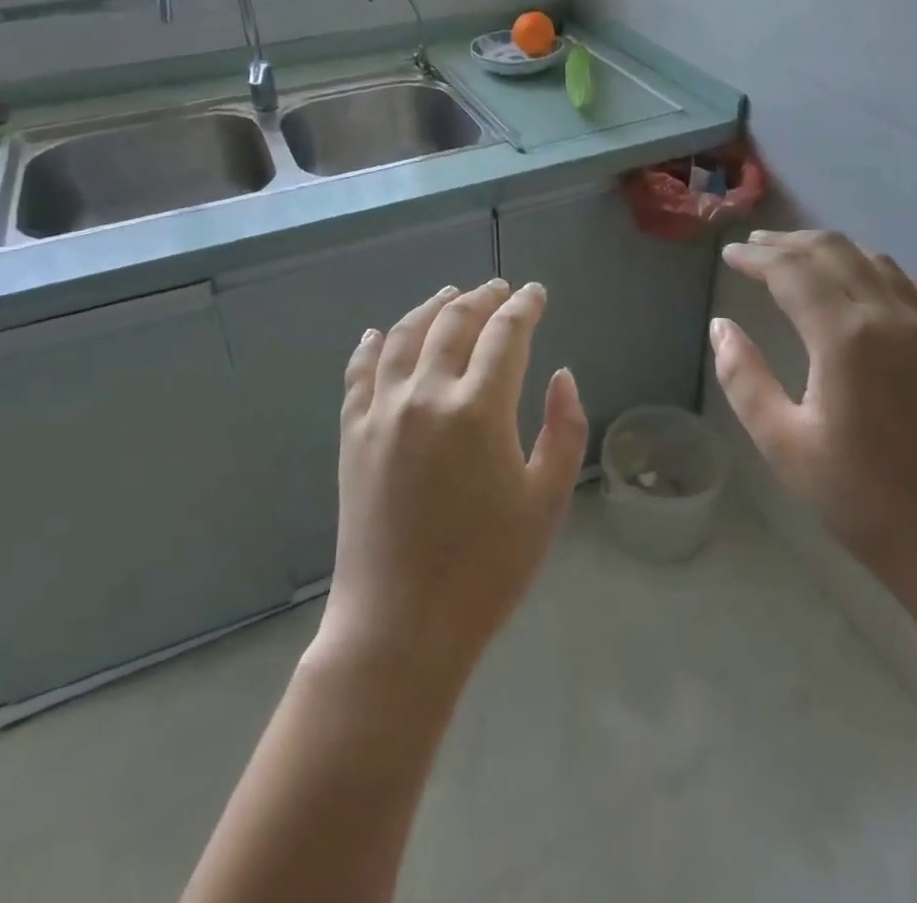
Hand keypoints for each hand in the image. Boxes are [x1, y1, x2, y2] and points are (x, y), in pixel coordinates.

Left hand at [314, 279, 589, 684]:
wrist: (401, 626)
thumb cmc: (487, 569)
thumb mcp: (547, 502)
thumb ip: (564, 430)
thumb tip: (561, 375)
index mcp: (479, 409)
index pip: (506, 334)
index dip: (524, 306)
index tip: (535, 293)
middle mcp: (426, 395)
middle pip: (454, 322)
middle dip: (482, 298)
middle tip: (499, 289)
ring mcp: (382, 412)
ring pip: (403, 336)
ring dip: (430, 308)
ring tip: (450, 294)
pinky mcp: (352, 434)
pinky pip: (359, 373)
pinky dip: (370, 345)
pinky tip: (377, 333)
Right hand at [711, 231, 916, 601]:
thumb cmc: (863, 499)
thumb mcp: (784, 444)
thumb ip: (744, 378)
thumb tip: (721, 327)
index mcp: (845, 337)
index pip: (791, 272)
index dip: (755, 258)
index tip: (729, 255)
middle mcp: (890, 317)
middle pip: (834, 252)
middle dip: (788, 243)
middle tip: (754, 247)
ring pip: (874, 260)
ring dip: (830, 250)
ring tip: (798, 257)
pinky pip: (909, 284)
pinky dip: (873, 268)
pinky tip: (861, 281)